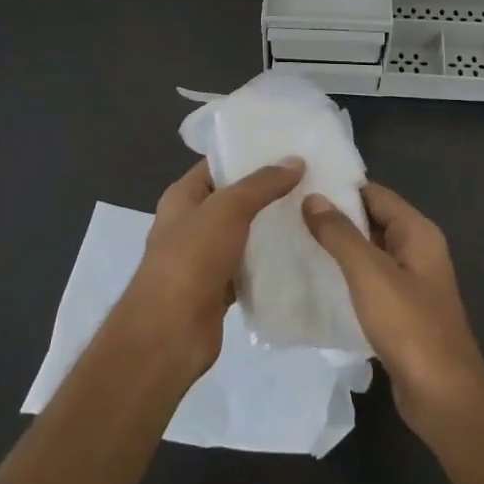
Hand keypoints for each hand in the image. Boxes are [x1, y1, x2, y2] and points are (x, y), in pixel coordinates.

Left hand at [117, 157, 305, 379]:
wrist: (170, 332)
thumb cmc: (191, 259)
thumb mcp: (227, 209)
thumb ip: (261, 184)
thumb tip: (295, 161)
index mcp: (183, 197)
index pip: (218, 165)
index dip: (250, 155)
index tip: (290, 150)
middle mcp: (191, 223)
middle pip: (234, 200)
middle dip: (268, 192)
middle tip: (311, 181)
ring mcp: (204, 257)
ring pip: (245, 235)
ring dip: (272, 228)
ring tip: (313, 213)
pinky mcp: (219, 288)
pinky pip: (249, 268)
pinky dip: (269, 263)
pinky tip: (301, 254)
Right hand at [302, 182, 483, 436]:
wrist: (442, 396)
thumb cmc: (409, 326)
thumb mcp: (370, 273)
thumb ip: (340, 234)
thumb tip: (312, 198)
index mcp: (417, 232)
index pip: (374, 193)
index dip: (339, 187)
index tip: (299, 183)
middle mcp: (417, 250)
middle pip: (371, 220)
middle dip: (334, 216)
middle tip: (287, 211)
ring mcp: (410, 282)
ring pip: (368, 252)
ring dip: (337, 247)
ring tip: (292, 240)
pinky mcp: (400, 311)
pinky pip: (368, 281)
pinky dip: (345, 276)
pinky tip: (313, 280)